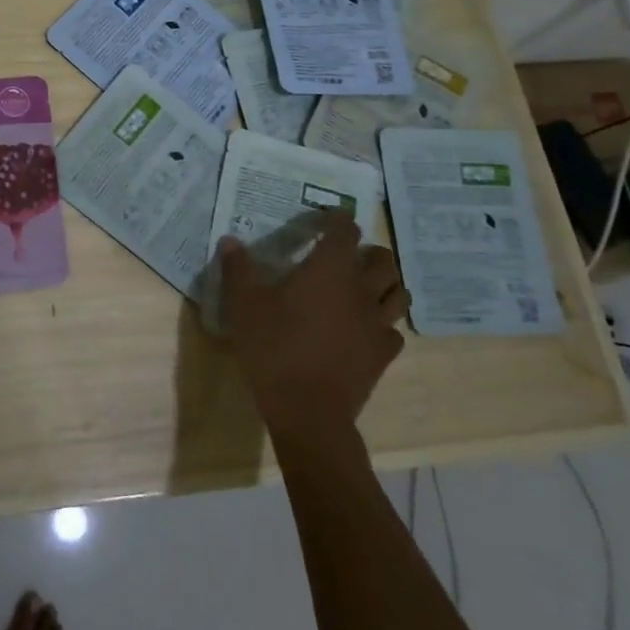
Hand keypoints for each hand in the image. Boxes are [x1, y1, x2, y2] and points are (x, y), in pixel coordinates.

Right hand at [217, 214, 408, 444]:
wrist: (308, 411)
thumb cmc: (274, 349)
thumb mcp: (244, 306)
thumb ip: (238, 269)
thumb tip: (230, 240)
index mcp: (329, 270)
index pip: (345, 231)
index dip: (339, 220)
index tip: (328, 218)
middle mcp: (360, 290)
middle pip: (383, 260)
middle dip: (369, 252)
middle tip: (349, 256)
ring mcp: (377, 324)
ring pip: (399, 293)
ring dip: (386, 284)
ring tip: (366, 287)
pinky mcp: (383, 355)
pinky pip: (394, 331)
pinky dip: (384, 324)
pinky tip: (366, 329)